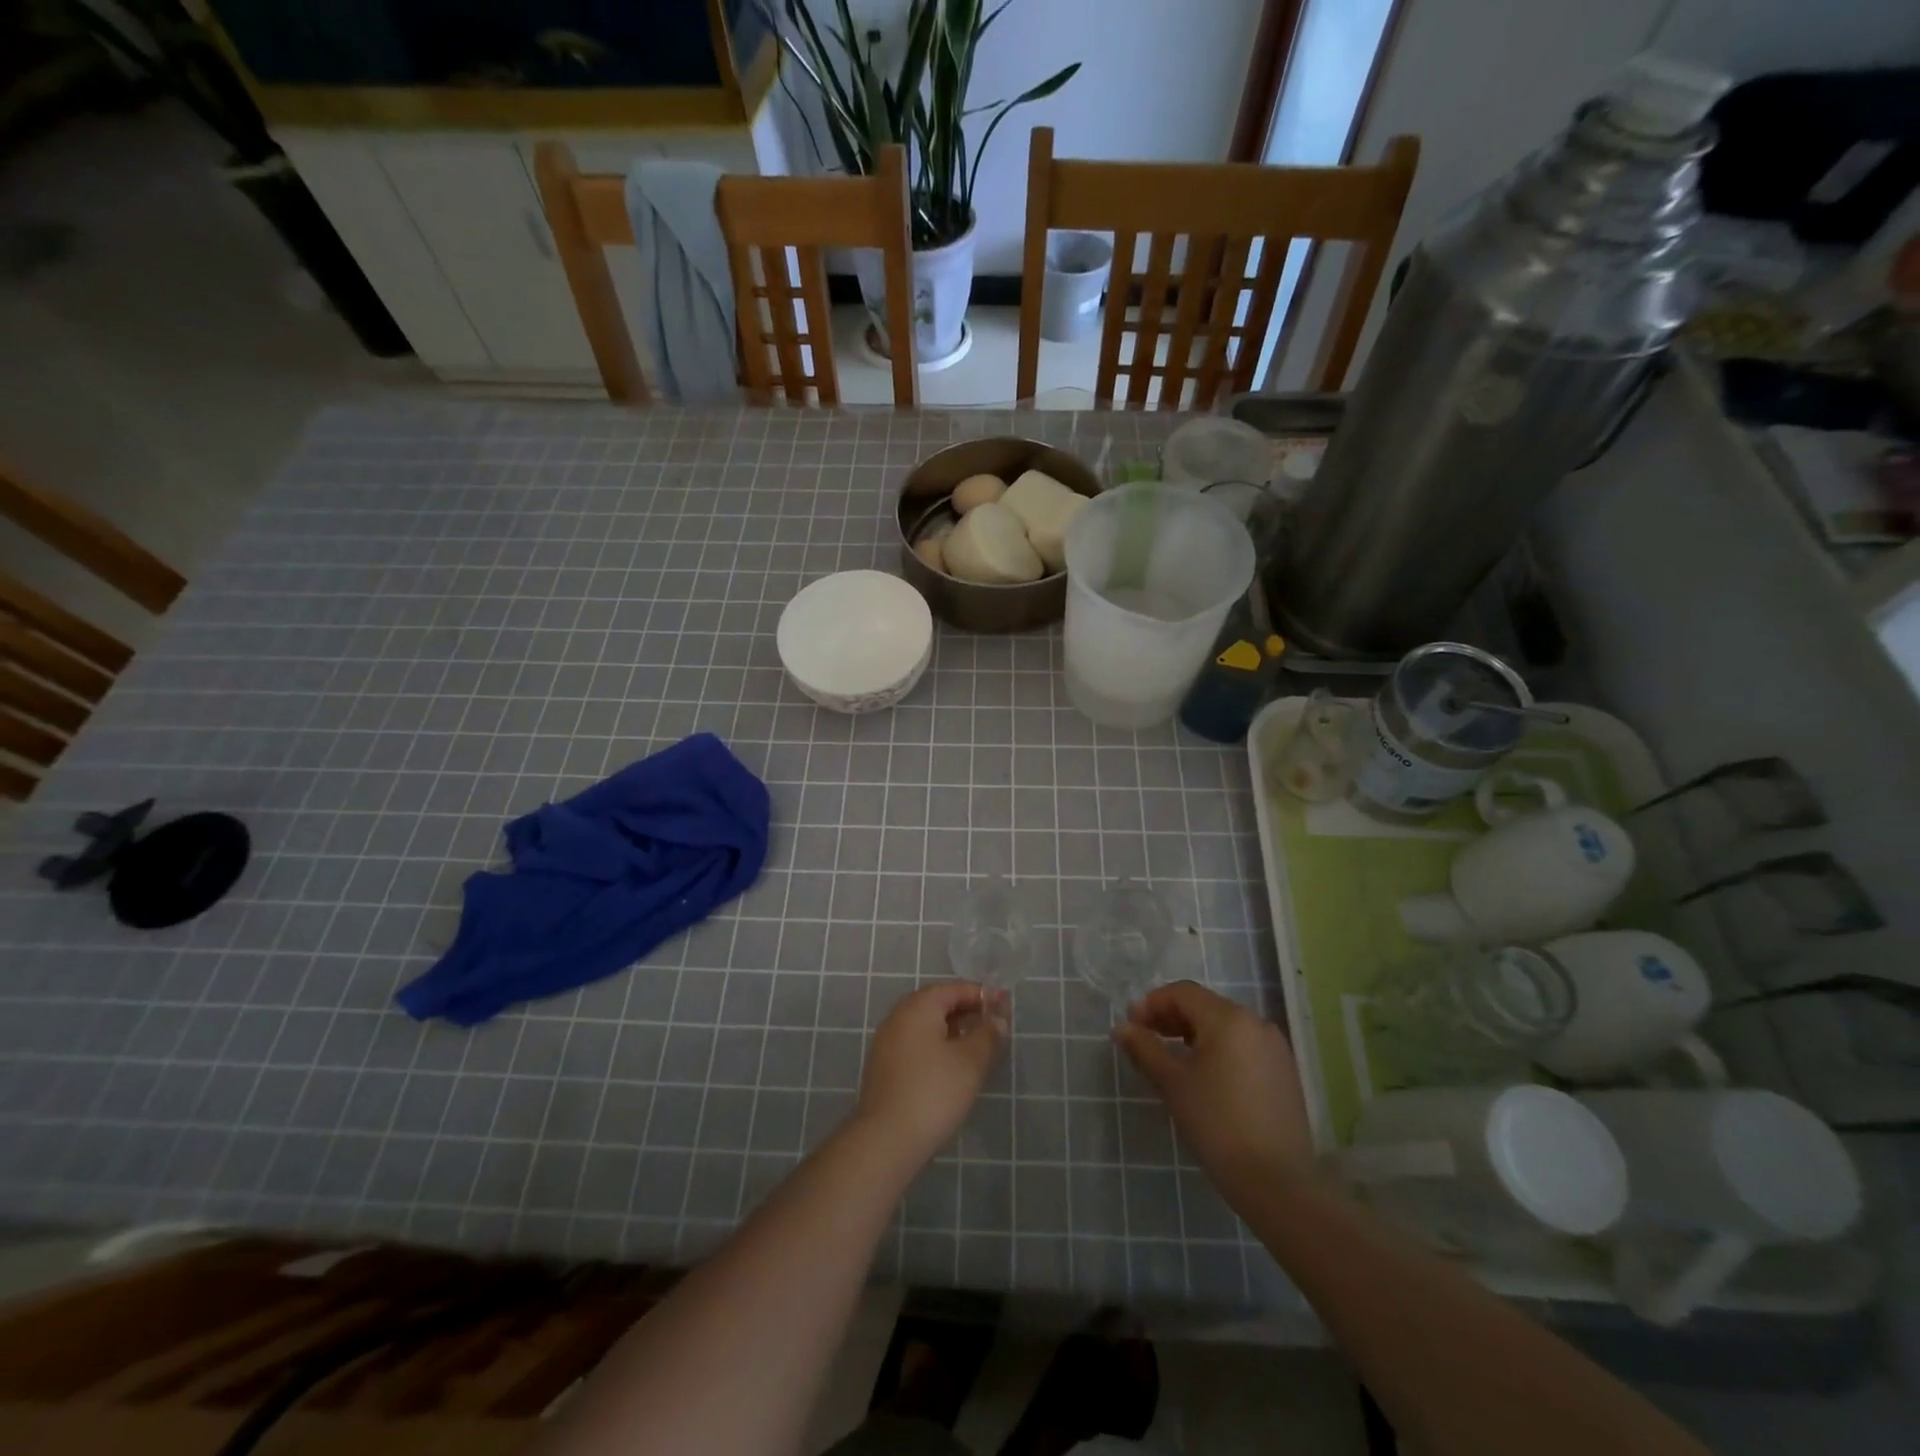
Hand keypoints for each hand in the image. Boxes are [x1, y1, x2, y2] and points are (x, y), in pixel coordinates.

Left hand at [855, 981, 1009, 1166]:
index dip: (982, 994)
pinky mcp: (884, 1066)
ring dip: (953, 1028)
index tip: (1006, 1007)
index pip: (954, 988)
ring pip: (926, 1024)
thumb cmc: (933, 1092)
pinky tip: (952, 1066)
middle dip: (967, 1010)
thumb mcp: (971, 1061)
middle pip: (938, 1003)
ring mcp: (887, 1041)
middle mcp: (899, 1016)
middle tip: (994, 1025)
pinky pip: (916, 1043)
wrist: (886, 1139)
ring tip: (977, 1045)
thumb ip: (988, 1034)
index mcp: (918, 1006)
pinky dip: (937, 1045)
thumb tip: (997, 1018)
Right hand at [1113, 981, 1314, 1203]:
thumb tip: (1122, 1028)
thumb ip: (1144, 1049)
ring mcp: (1274, 1047)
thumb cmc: (1217, 1124)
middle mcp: (1255, 1022)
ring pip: (1225, 1026)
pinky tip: (1204, 1075)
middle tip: (1146, 1038)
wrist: (1277, 1183)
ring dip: (1193, 1033)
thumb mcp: (1172, 1083)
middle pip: (1205, 1006)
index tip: (1131, 1025)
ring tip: (1171, 1057)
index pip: (1182, 993)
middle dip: (1171, 1017)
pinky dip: (1218, 1049)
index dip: (1152, 1003)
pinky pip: (1243, 1045)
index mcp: (1228, 1018)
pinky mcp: (1284, 1072)